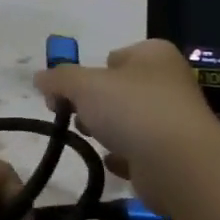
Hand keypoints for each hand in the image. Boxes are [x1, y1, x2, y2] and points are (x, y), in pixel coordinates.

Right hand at [33, 40, 219, 211]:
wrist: (180, 164)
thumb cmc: (132, 109)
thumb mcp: (83, 84)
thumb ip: (58, 78)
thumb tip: (39, 78)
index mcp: (154, 54)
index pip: (113, 57)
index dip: (86, 73)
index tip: (66, 93)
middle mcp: (168, 82)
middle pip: (118, 89)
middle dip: (93, 104)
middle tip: (75, 116)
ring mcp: (174, 119)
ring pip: (128, 120)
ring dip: (107, 130)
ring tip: (95, 140)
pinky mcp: (174, 154)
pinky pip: (139, 151)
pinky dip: (124, 156)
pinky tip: (113, 162)